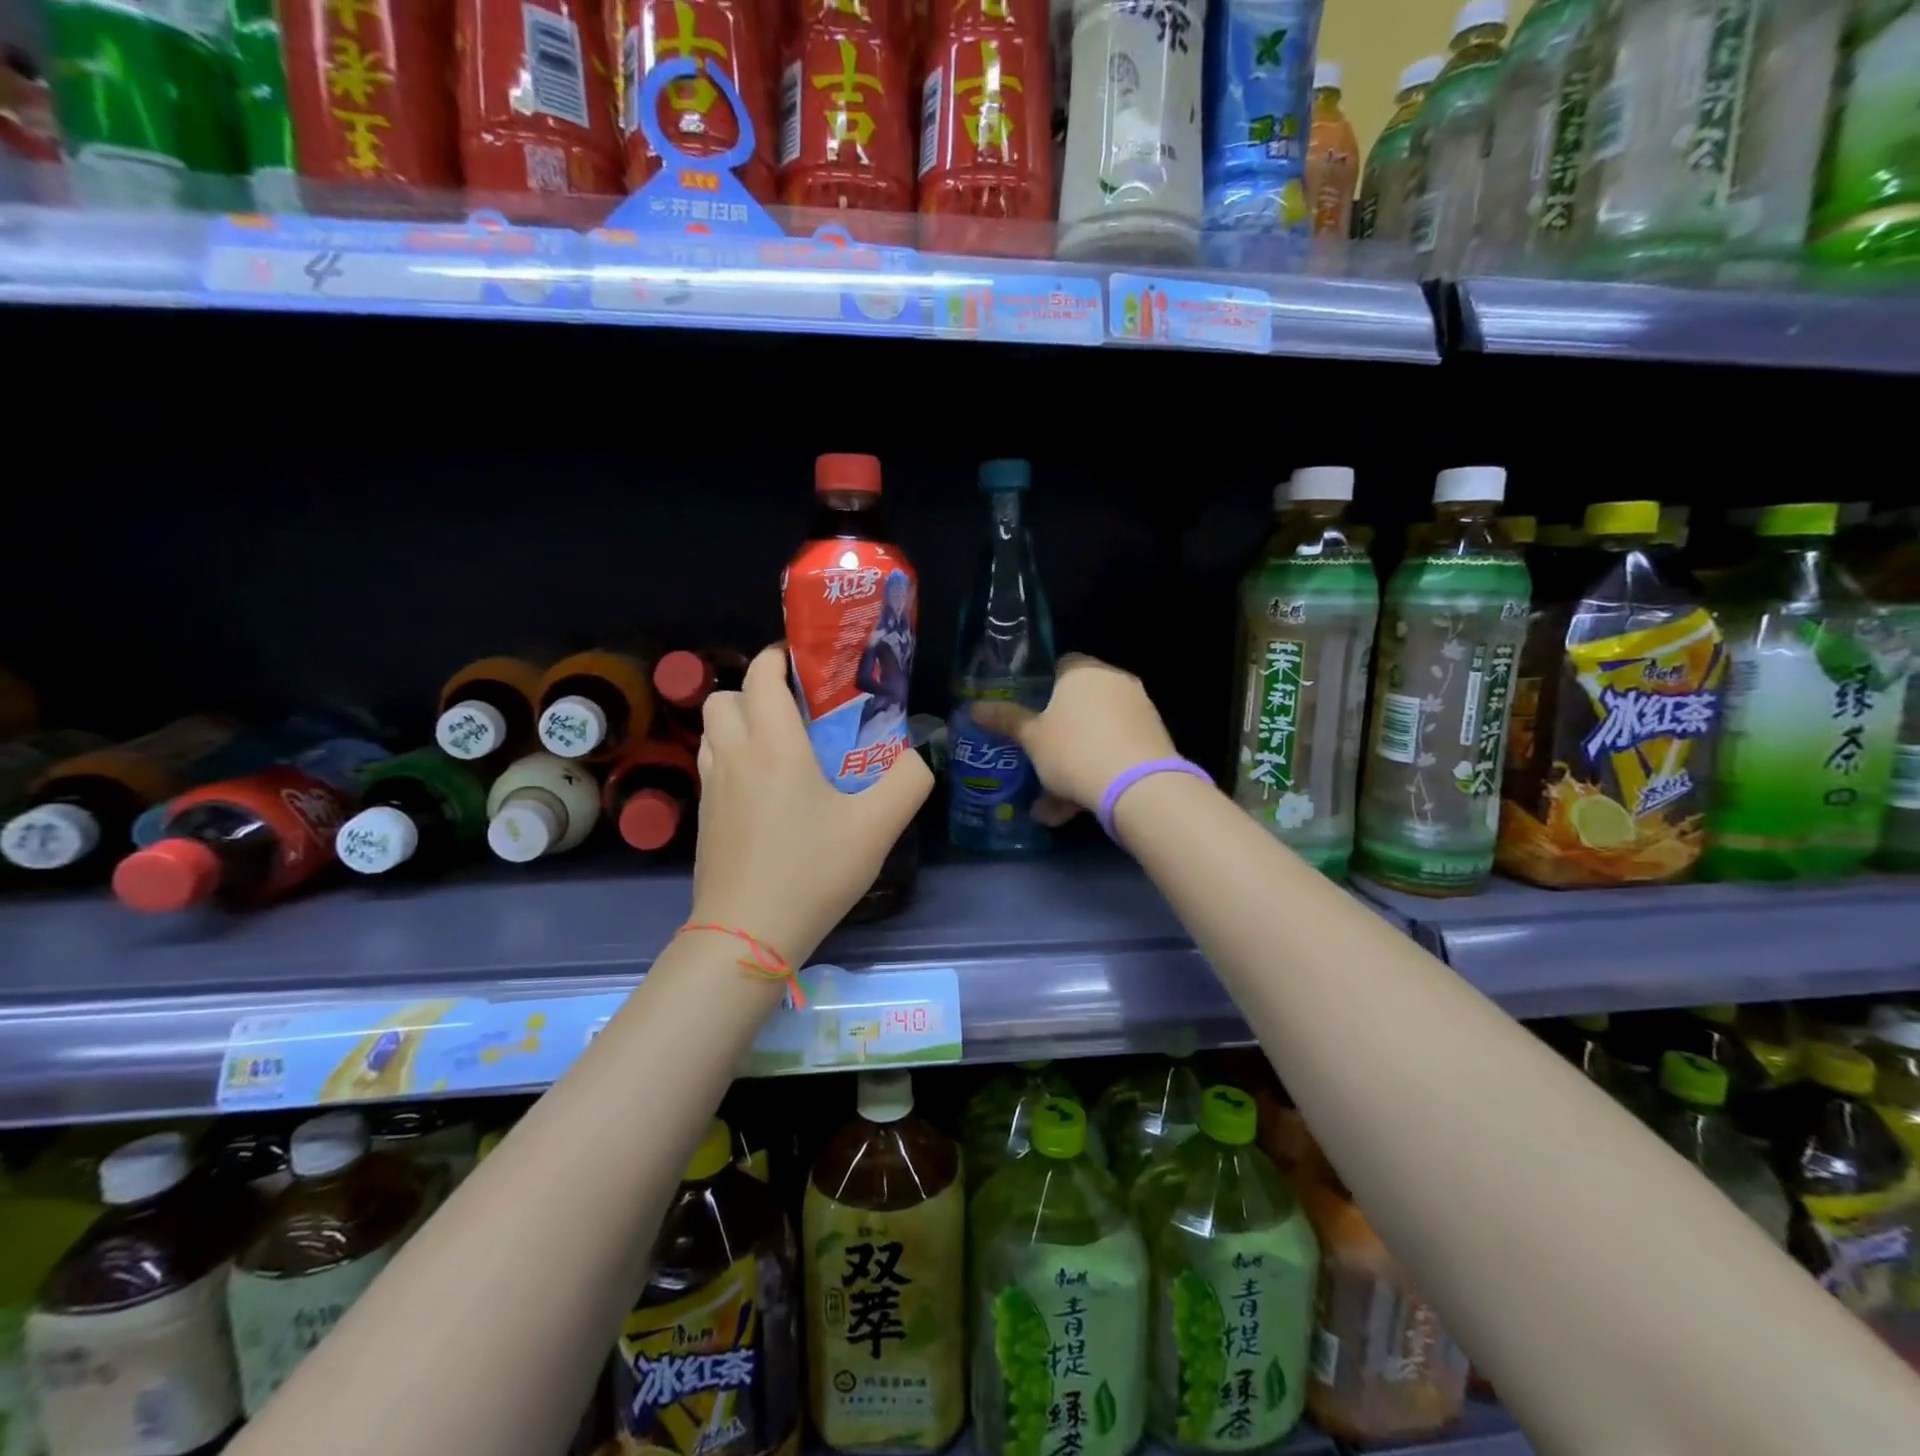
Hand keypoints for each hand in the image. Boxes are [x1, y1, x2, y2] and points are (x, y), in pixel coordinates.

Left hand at [691, 645, 932, 964]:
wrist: (748, 935)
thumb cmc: (813, 871)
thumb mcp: (879, 826)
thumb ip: (909, 780)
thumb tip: (917, 756)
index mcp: (774, 745)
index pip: (760, 677)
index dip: (777, 658)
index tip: (805, 663)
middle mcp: (734, 756)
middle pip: (724, 697)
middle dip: (755, 691)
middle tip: (795, 711)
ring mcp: (712, 789)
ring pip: (712, 732)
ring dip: (740, 723)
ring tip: (780, 746)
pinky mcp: (703, 819)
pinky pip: (713, 766)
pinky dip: (733, 758)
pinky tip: (766, 792)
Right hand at [969, 654, 1177, 820]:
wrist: (1139, 787)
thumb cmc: (1075, 750)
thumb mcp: (1032, 738)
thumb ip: (1006, 720)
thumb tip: (974, 708)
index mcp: (1084, 671)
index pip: (1059, 665)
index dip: (1040, 688)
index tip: (1026, 713)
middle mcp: (1115, 682)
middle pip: (1079, 702)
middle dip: (1057, 732)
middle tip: (1036, 756)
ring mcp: (1139, 710)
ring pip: (1096, 734)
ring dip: (1072, 762)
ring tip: (1049, 803)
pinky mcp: (1154, 740)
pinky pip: (1114, 752)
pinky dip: (1095, 773)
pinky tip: (1073, 809)